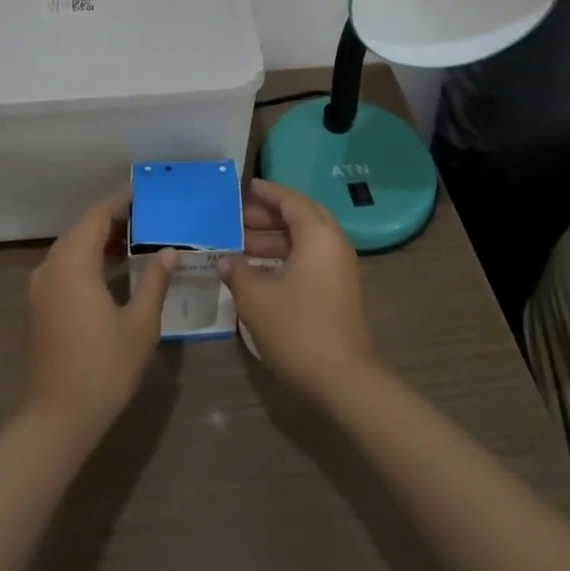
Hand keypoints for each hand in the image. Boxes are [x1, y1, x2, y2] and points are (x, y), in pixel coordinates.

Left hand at [22, 193, 174, 436]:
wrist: (55, 421)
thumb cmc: (102, 368)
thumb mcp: (139, 324)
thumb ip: (155, 281)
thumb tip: (169, 252)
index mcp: (73, 263)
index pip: (98, 215)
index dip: (122, 199)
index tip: (147, 191)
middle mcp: (51, 266)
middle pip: (83, 227)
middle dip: (115, 218)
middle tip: (150, 213)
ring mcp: (41, 287)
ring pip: (74, 247)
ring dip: (102, 239)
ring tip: (139, 236)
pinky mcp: (40, 306)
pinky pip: (67, 267)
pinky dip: (90, 259)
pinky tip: (116, 268)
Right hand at [219, 179, 378, 403]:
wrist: (345, 381)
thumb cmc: (298, 330)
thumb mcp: (257, 299)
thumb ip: (238, 272)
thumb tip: (224, 259)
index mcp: (317, 235)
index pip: (290, 199)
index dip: (265, 193)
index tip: (242, 189)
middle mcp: (333, 243)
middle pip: (301, 216)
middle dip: (269, 215)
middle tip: (238, 218)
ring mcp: (340, 268)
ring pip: (306, 239)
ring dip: (276, 239)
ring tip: (241, 246)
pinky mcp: (340, 290)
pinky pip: (311, 258)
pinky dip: (287, 256)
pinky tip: (261, 272)